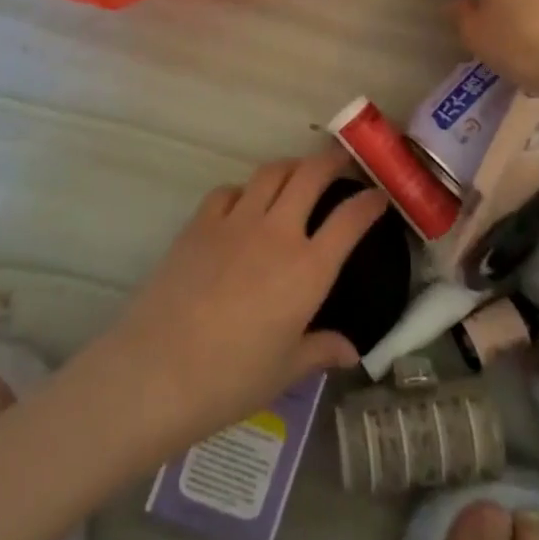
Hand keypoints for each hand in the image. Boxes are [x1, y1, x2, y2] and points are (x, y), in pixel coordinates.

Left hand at [91, 150, 389, 453]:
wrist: (159, 370)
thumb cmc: (231, 380)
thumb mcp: (286, 371)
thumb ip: (321, 350)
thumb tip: (350, 350)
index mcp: (308, 270)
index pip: (350, 219)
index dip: (369, 202)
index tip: (379, 195)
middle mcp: (277, 233)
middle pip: (311, 175)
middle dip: (332, 160)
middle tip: (343, 159)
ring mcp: (236, 222)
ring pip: (271, 172)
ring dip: (291, 166)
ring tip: (298, 173)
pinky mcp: (200, 223)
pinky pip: (229, 191)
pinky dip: (244, 190)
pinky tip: (244, 204)